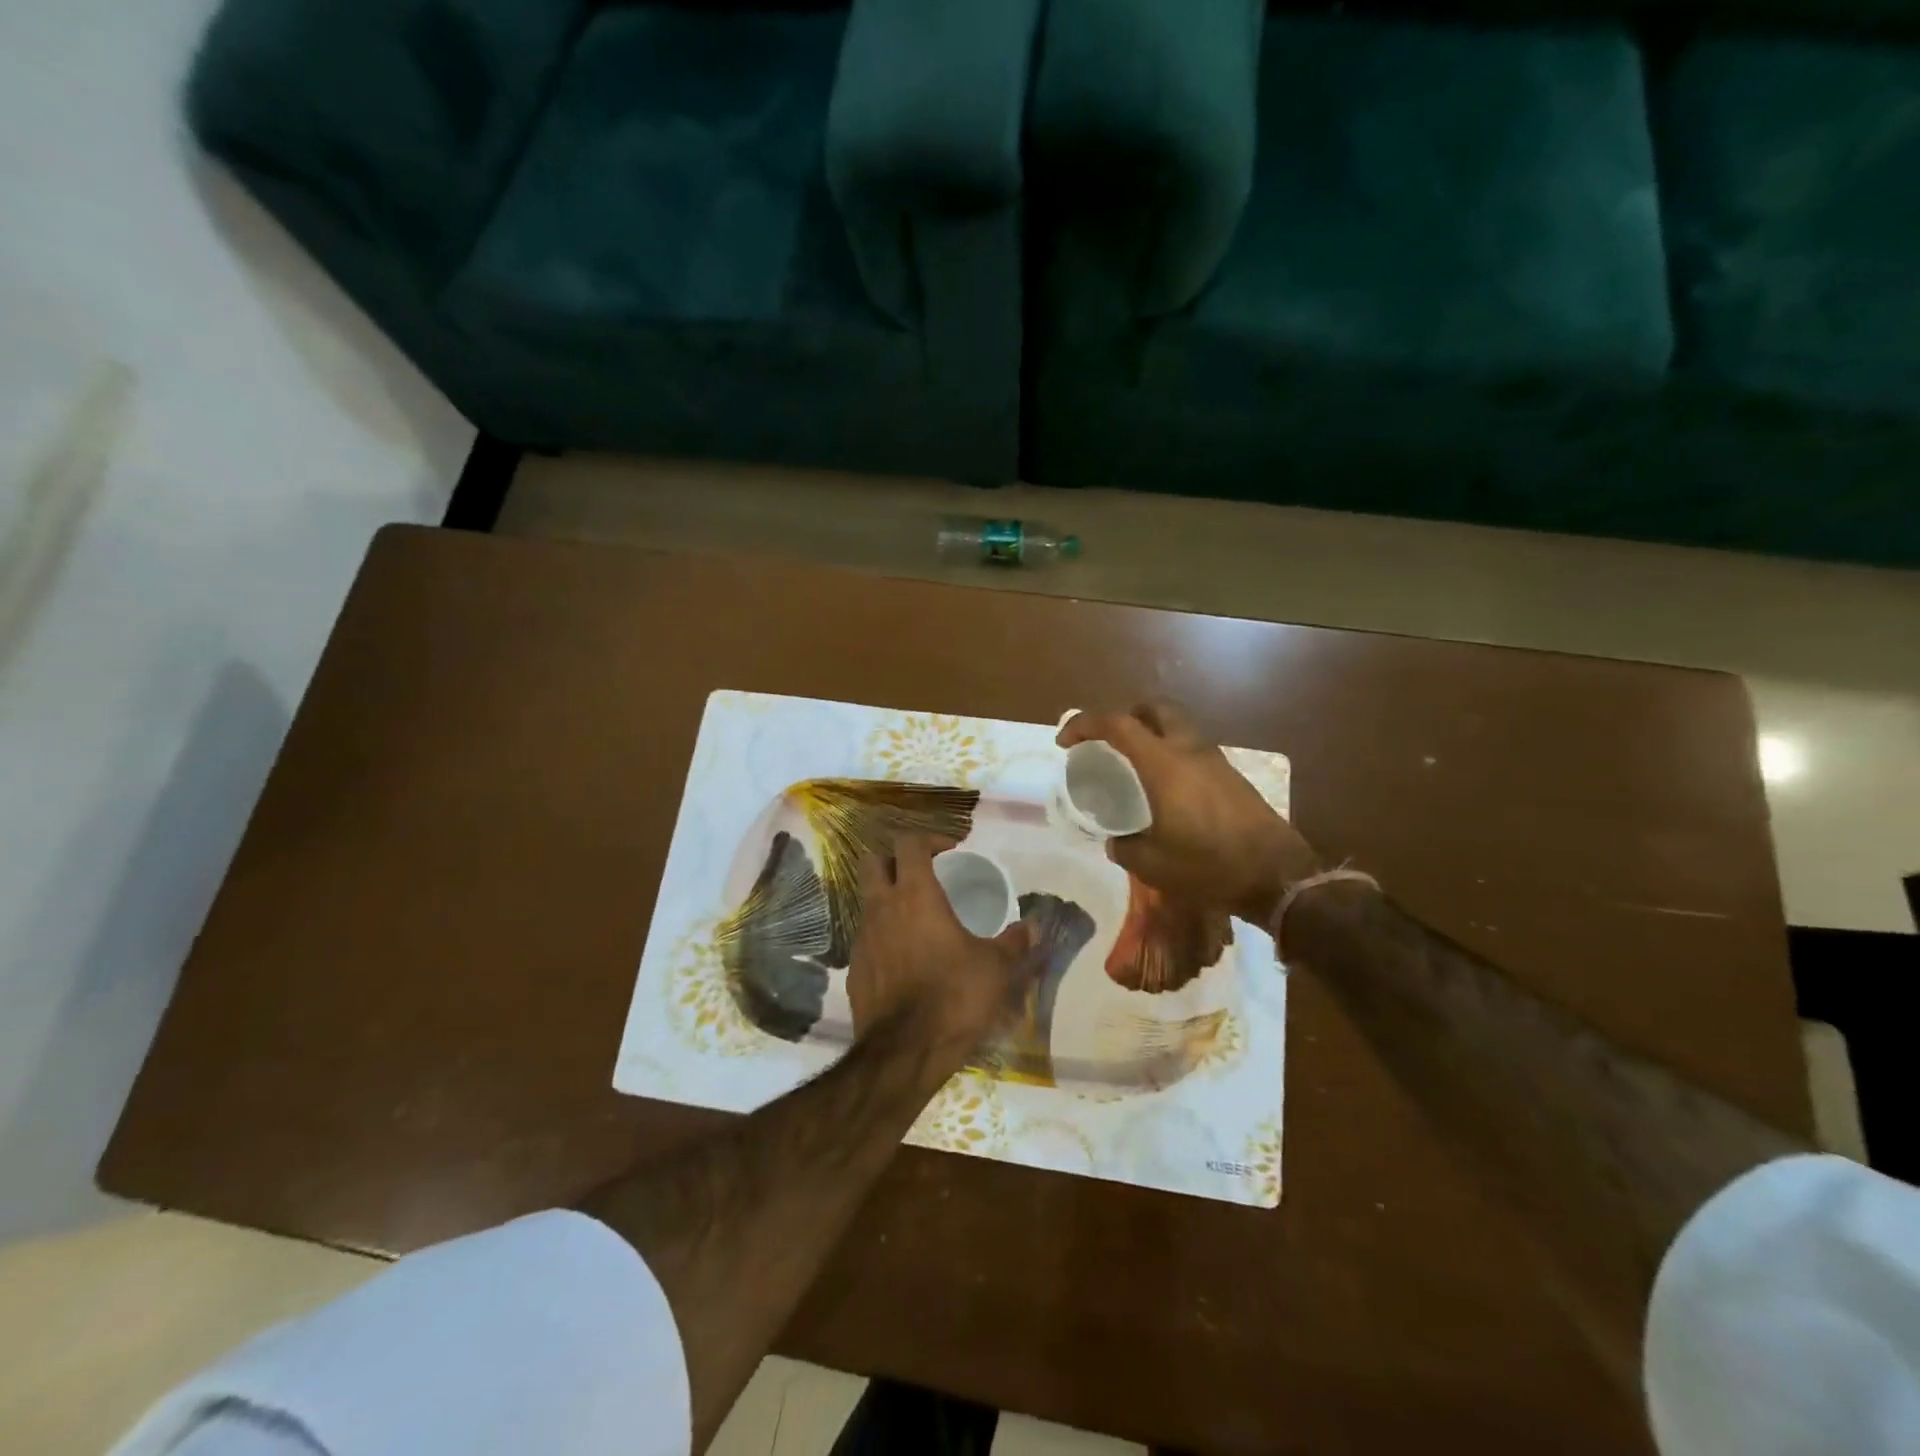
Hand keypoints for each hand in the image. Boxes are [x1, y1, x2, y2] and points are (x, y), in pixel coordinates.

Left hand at [847, 835, 1036, 1058]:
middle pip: (874, 862)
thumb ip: (1015, 943)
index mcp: (915, 895)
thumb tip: (1033, 927)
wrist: (904, 1052)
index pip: (909, 843)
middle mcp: (882, 908)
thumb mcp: (996, 968)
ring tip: (918, 920)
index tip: (950, 850)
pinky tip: (906, 960)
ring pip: (868, 901)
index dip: (929, 839)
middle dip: (896, 860)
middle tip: (923, 874)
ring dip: (889, 900)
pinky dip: (884, 937)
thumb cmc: (954, 997)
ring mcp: (862, 938)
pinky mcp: (854, 969)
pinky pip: (867, 939)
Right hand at [1059, 701, 1319, 924]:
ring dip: (1152, 734)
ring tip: (1134, 767)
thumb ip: (1125, 847)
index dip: (1085, 724)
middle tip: (1108, 742)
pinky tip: (1166, 789)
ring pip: (1177, 727)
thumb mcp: (1153, 865)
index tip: (1065, 742)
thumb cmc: (1209, 866)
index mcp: (1163, 764)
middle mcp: (1188, 750)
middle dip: (1125, 716)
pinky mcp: (1231, 776)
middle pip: (1154, 710)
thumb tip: (1115, 841)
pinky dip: (1171, 754)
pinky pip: (1192, 749)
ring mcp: (1215, 760)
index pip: (1117, 724)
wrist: (1278, 875)